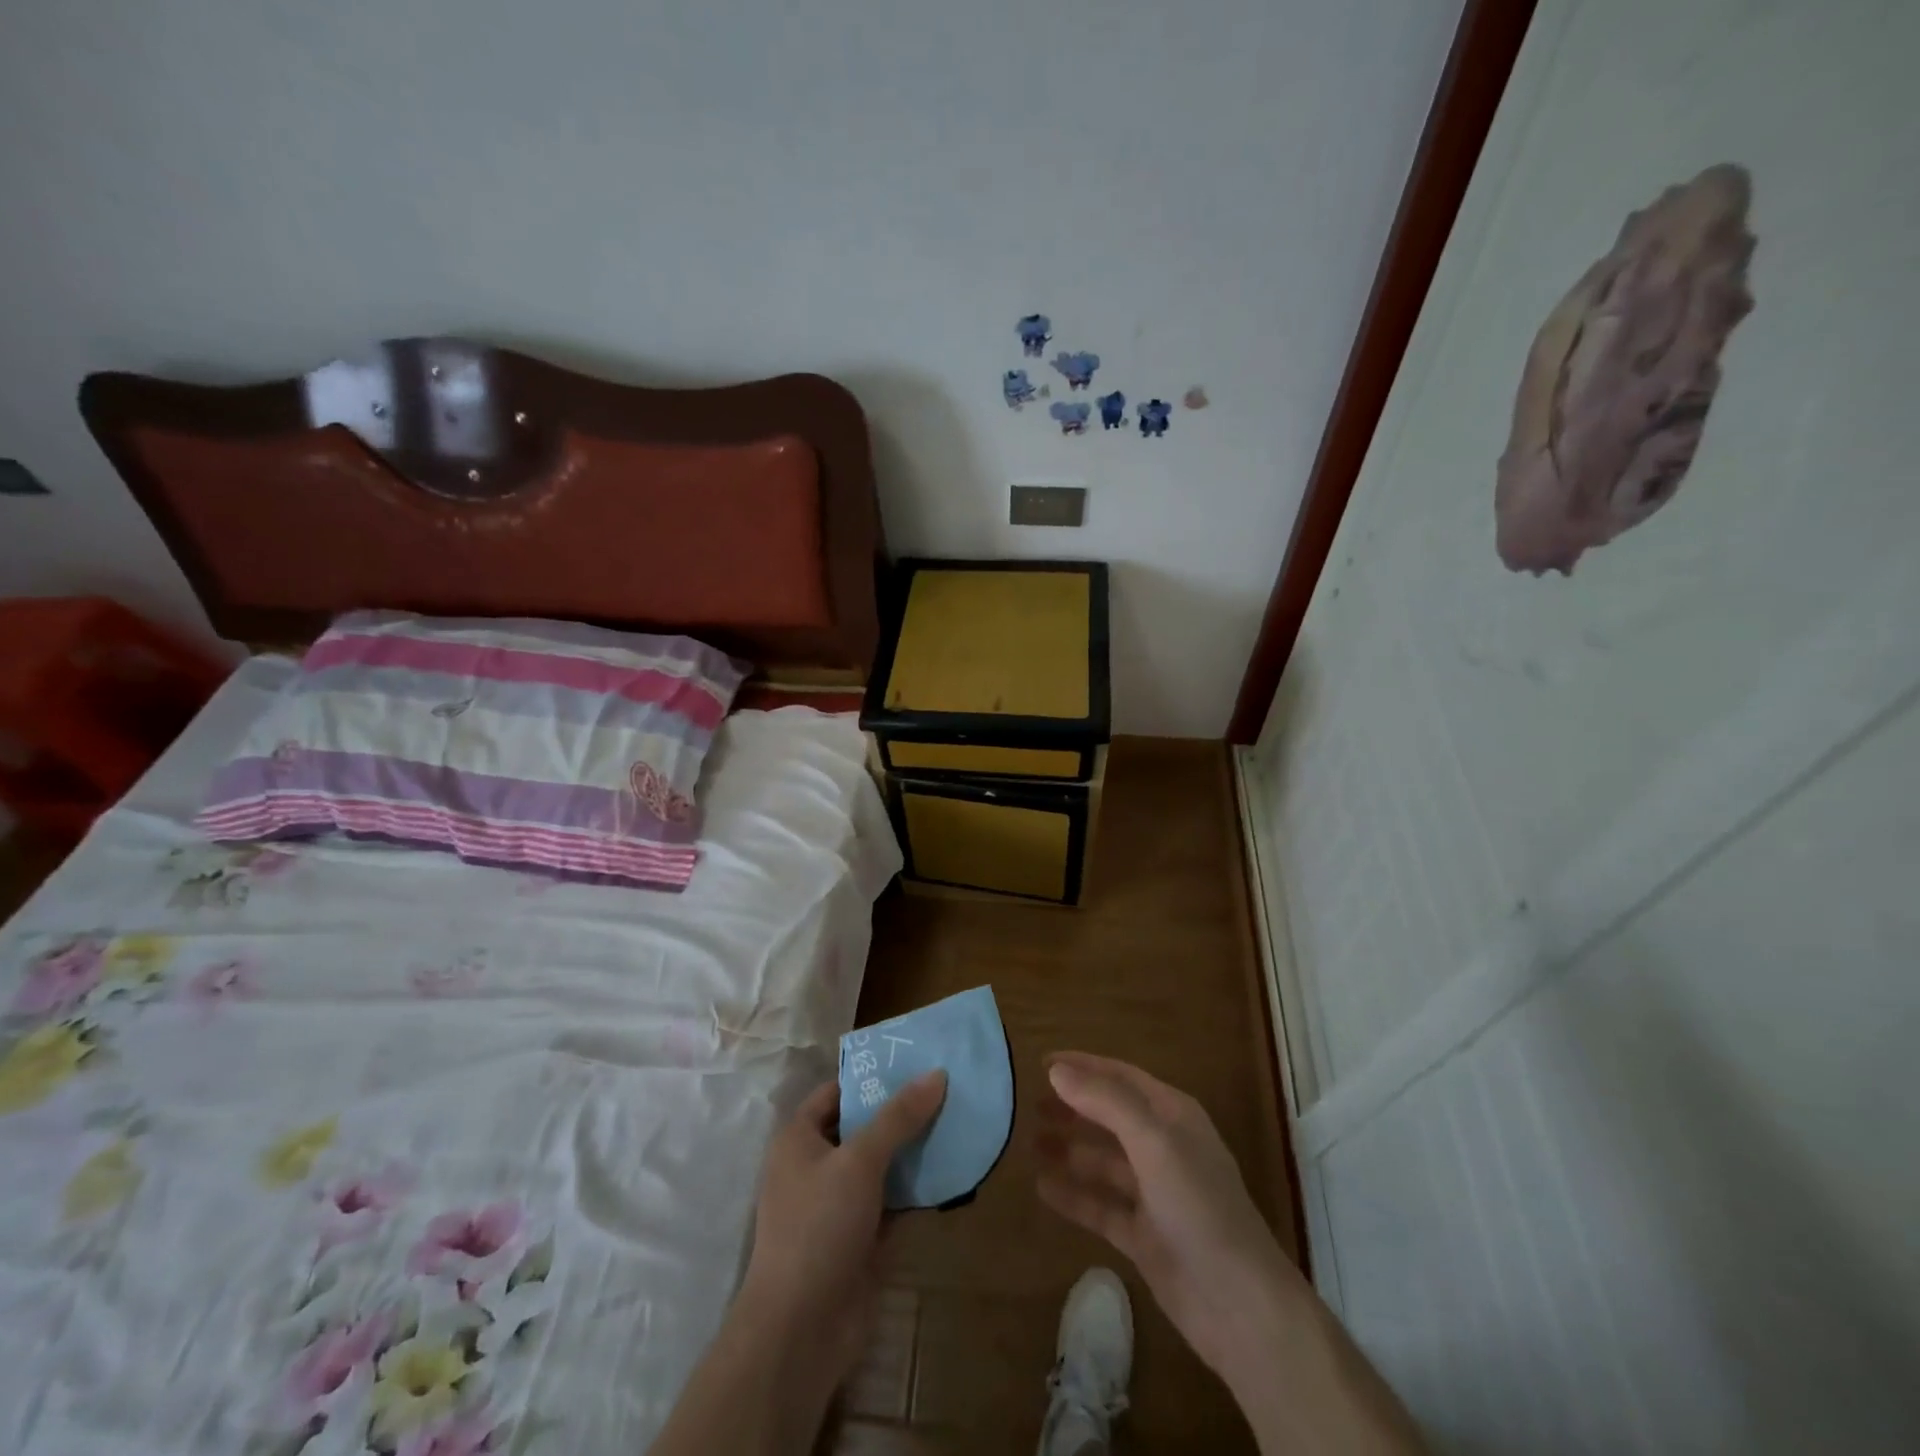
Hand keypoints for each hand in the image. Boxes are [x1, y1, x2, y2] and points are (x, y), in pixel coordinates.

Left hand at [652, 1071, 947, 1455]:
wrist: (801, 1330)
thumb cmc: (819, 1226)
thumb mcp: (860, 1160)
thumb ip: (898, 1117)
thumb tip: (937, 1074)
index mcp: (799, 1138)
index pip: (837, 1091)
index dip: (872, 1076)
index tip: (914, 1061)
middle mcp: (815, 1166)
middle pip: (862, 1126)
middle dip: (901, 1112)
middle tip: (946, 1088)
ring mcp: (837, 1205)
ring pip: (880, 1165)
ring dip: (913, 1150)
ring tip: (957, 1121)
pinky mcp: (859, 1239)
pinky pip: (892, 1201)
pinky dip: (916, 1189)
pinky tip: (951, 1171)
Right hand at [1036, 1052, 1300, 1390]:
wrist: (1240, 1305)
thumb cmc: (1199, 1206)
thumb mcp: (1153, 1142)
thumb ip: (1104, 1102)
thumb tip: (1055, 1070)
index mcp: (1173, 1115)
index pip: (1120, 1077)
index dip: (1082, 1067)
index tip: (1040, 1063)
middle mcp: (1163, 1147)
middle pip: (1109, 1116)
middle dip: (1072, 1107)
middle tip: (1027, 1104)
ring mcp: (1153, 1194)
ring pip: (1102, 1161)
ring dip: (1068, 1149)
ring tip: (1027, 1142)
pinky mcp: (1143, 1236)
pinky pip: (1100, 1206)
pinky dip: (1073, 1195)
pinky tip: (1041, 1188)